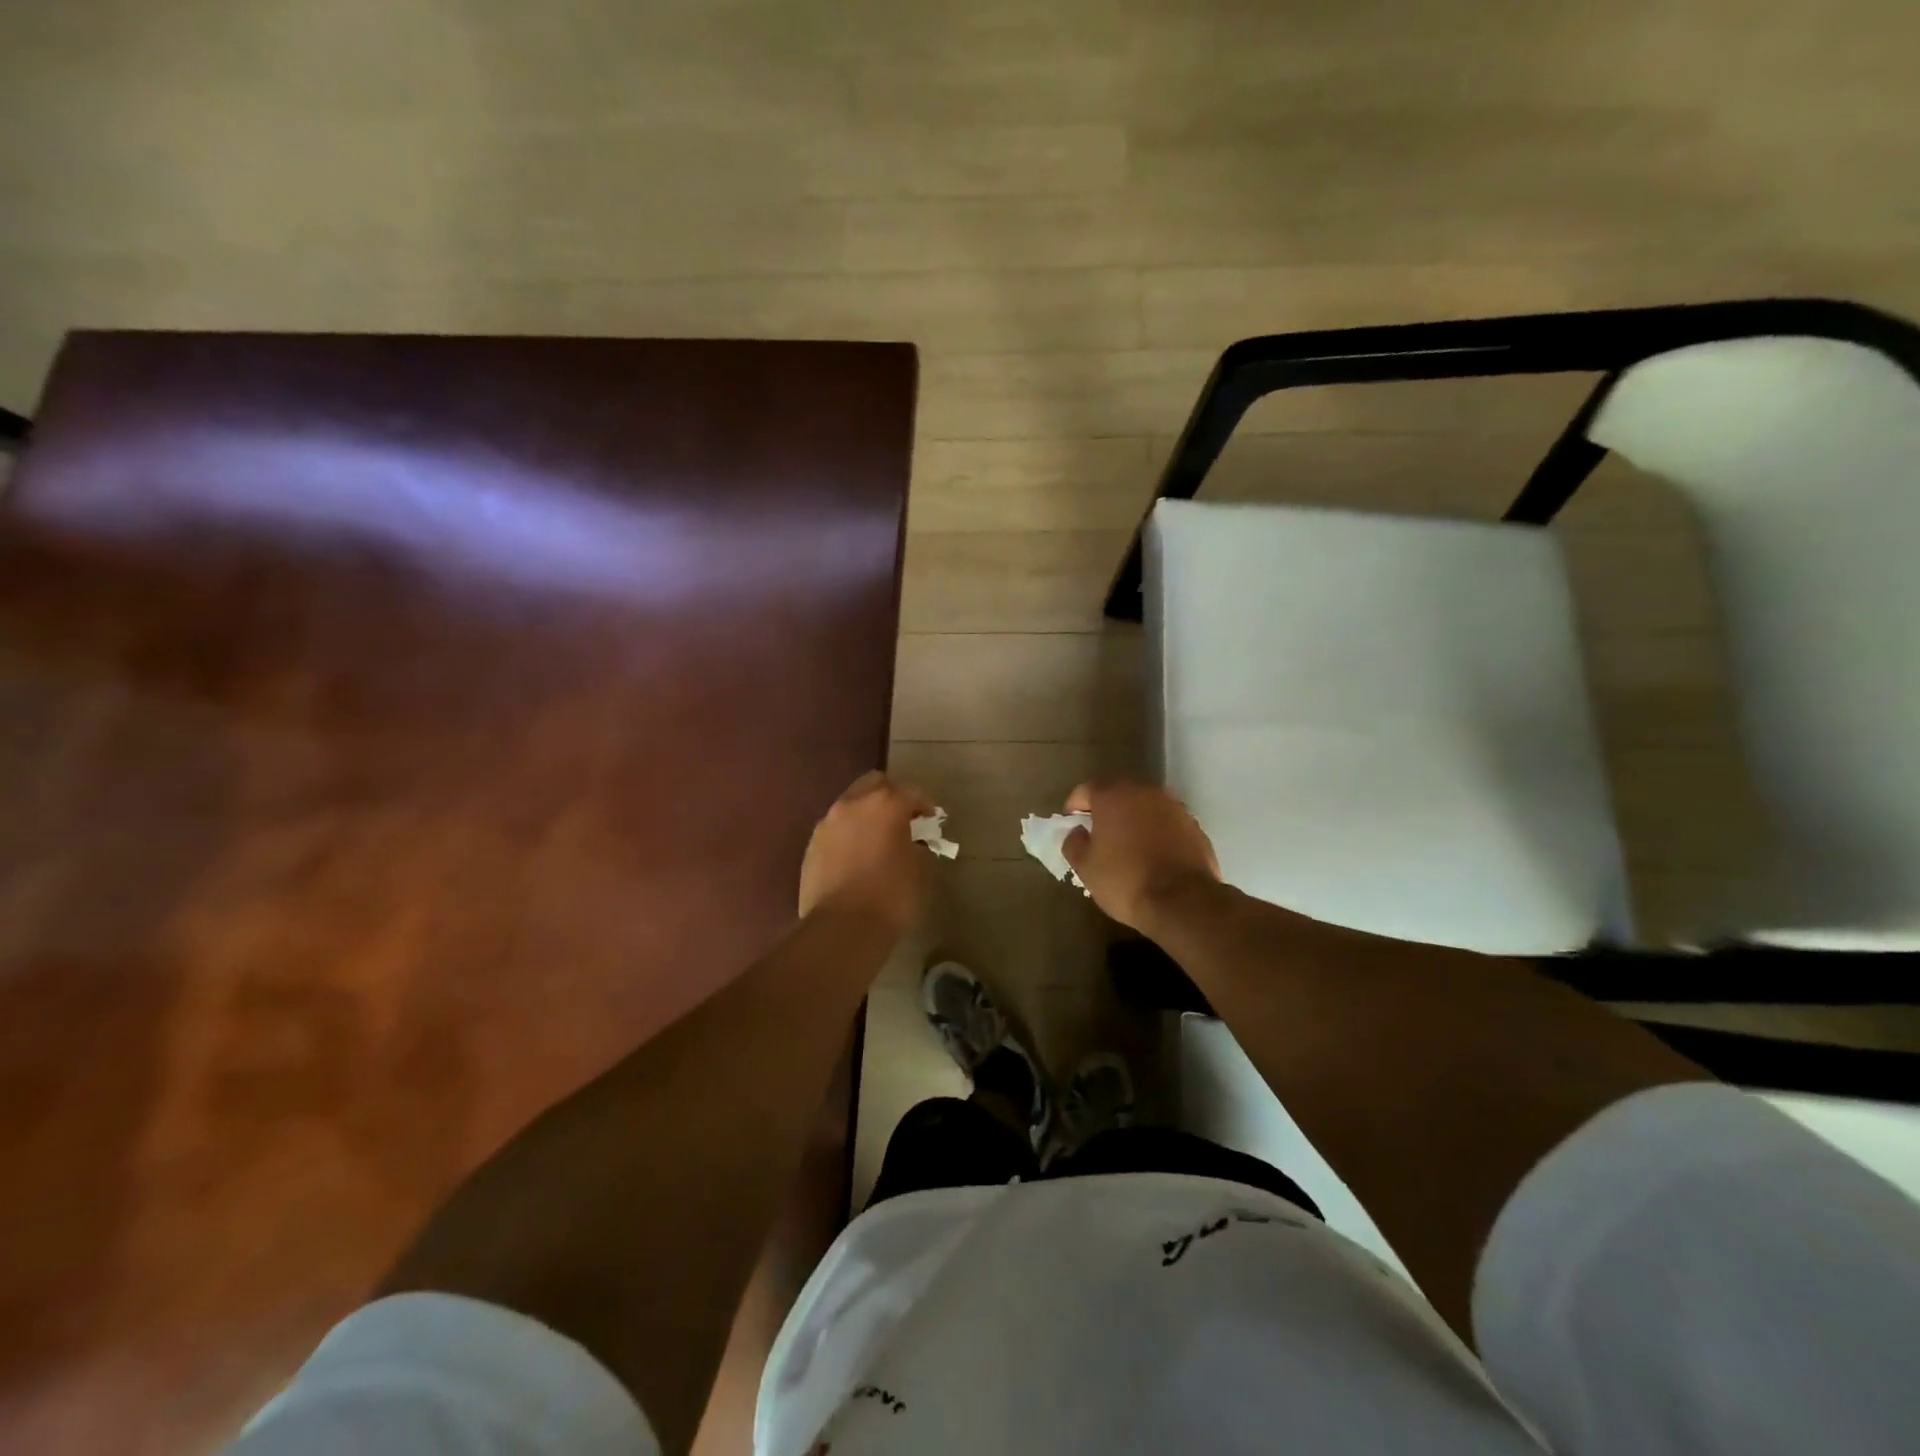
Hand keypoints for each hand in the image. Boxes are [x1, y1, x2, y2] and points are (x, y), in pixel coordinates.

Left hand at [798, 771, 937, 934]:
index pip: (913, 792)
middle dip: (891, 797)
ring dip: (866, 815)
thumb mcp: (922, 871)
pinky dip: (849, 835)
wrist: (842, 929)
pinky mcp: (811, 845)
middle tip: (903, 821)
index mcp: (885, 803)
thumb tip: (915, 844)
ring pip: (851, 805)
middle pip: (875, 784)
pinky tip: (857, 857)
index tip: (932, 821)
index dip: (926, 805)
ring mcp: (827, 823)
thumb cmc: (892, 896)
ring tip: (877, 840)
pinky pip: (836, 830)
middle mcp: (853, 804)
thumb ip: (921, 847)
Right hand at [1061, 780, 1222, 931]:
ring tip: (1127, 846)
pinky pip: (1166, 823)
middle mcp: (1144, 791)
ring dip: (1133, 819)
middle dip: (1106, 810)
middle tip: (1098, 834)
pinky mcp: (1194, 826)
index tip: (1072, 826)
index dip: (1074, 807)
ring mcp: (1173, 806)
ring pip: (1145, 806)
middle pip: (1118, 793)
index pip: (1085, 790)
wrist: (1183, 901)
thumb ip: (1074, 843)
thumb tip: (1077, 832)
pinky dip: (1156, 832)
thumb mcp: (1086, 867)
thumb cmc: (1125, 880)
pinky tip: (1153, 855)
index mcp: (1113, 795)